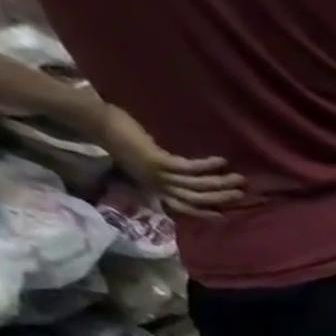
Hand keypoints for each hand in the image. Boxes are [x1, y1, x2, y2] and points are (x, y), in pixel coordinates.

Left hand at [94, 104, 245, 217]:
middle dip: (221, 197)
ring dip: (221, 184)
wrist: (94, 121)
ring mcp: (158, 174)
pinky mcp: (159, 161)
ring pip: (197, 186)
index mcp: (153, 186)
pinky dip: (207, 166)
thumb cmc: (114, 135)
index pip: (184, 206)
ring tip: (239, 179)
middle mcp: (158, 185)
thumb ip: (156, 169)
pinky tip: (221, 161)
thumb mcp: (137, 159)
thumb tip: (175, 171)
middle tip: (242, 193)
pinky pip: (189, 168)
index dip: (204, 212)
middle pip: (197, 198)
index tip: (223, 214)